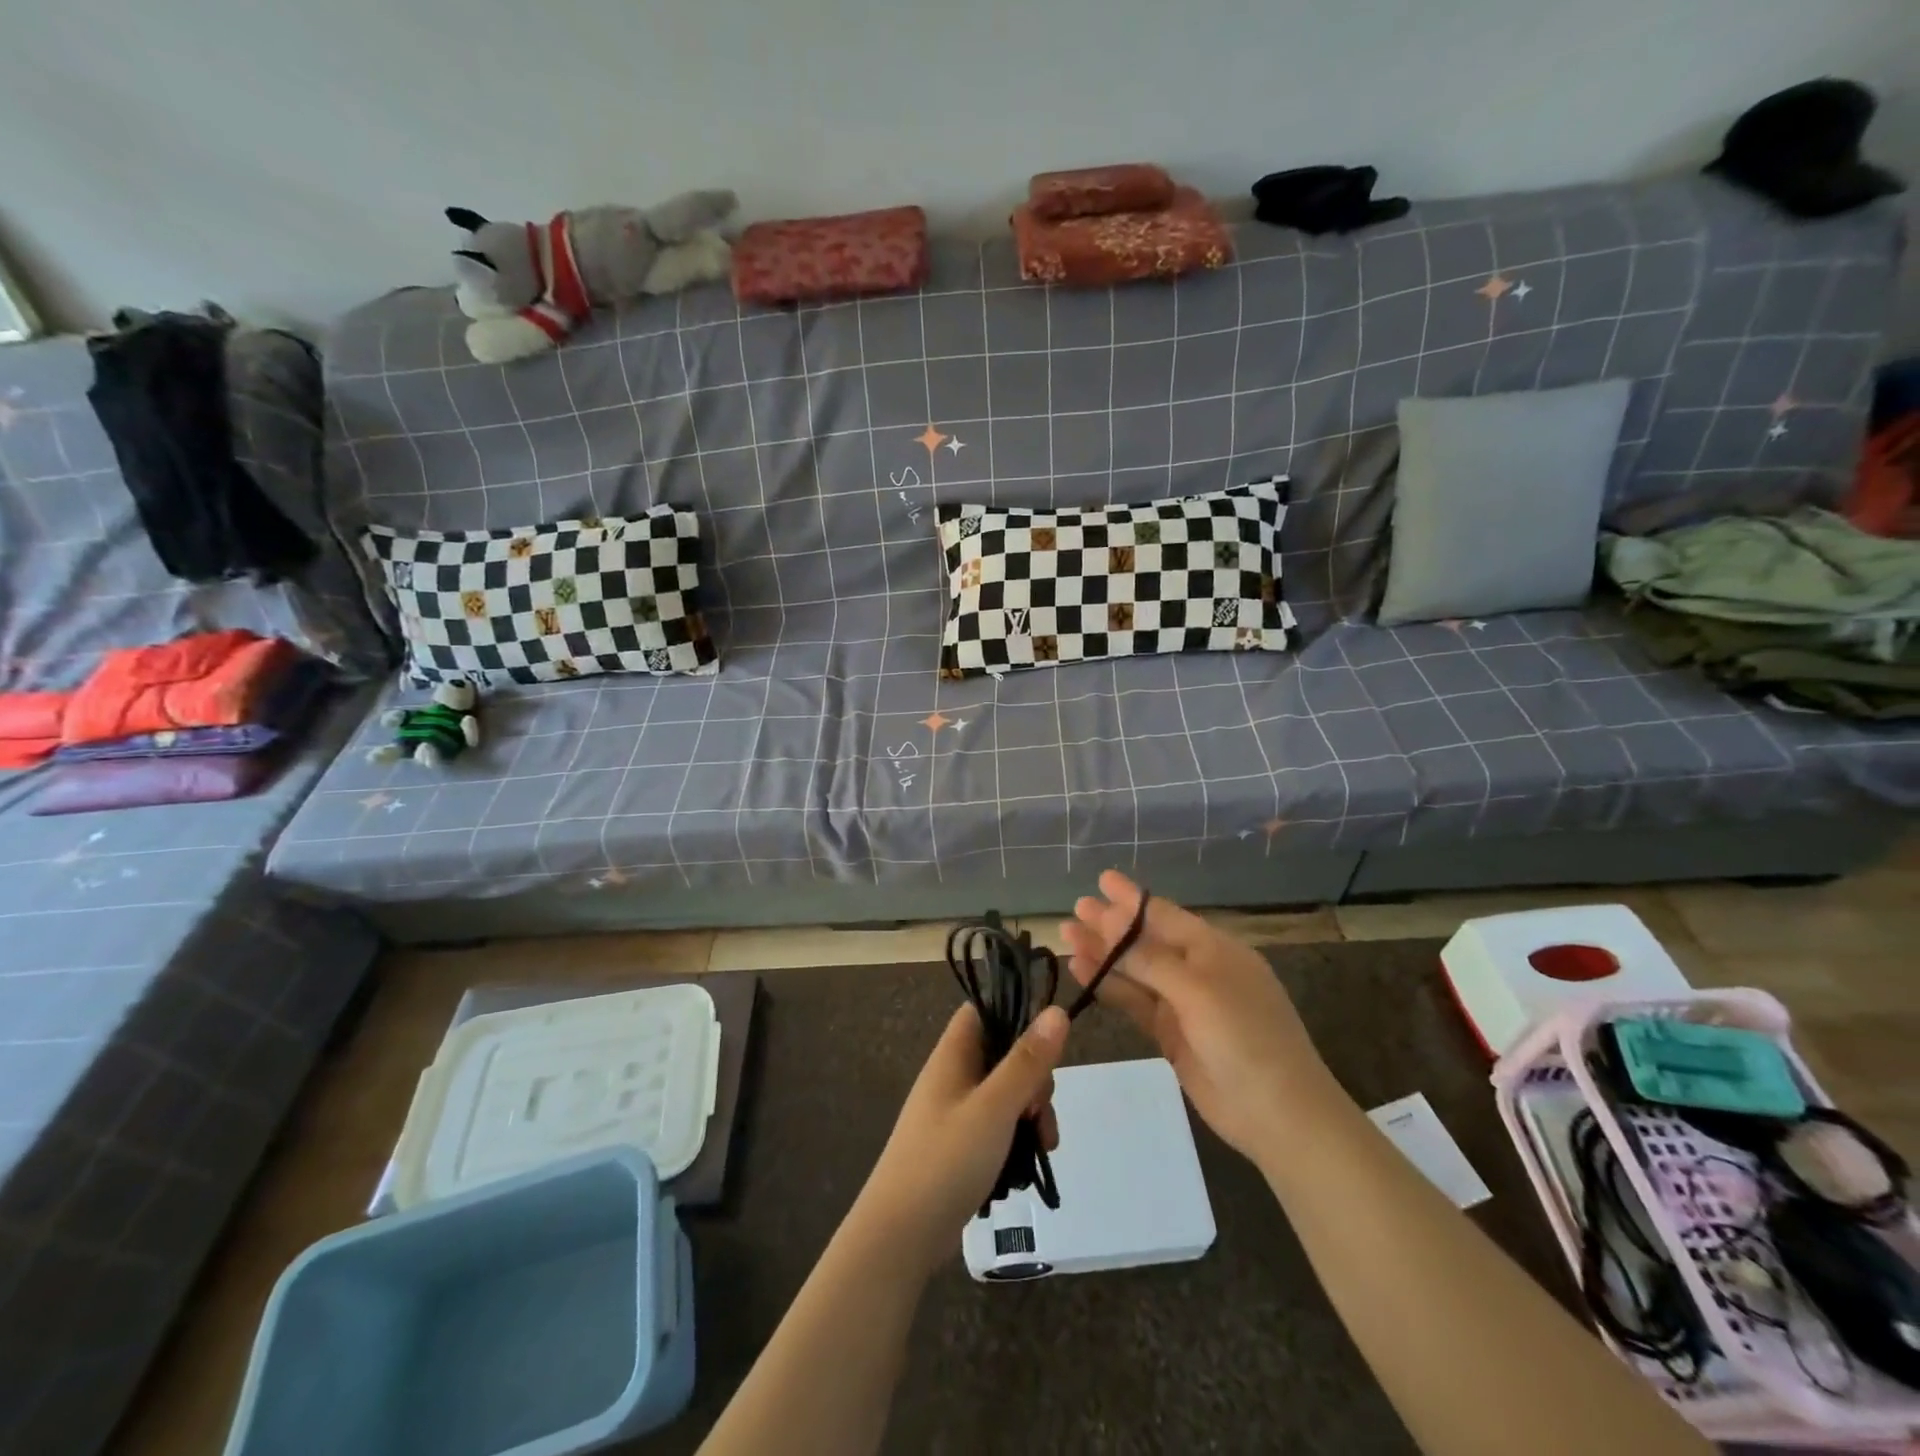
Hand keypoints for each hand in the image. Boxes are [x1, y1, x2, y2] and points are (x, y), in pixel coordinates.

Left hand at [852, 1003, 1068, 1277]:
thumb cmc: (946, 1159)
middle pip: (1003, 1055)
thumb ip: (1027, 1061)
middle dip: (1033, 1080)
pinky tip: (1027, 1166)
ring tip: (1042, 1146)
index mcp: (953, 1055)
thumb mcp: (995, 1107)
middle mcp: (953, 1076)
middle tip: (1039, 1113)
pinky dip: (1016, 1139)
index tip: (1044, 1048)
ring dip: (1030, 1114)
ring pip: (1005, 1094)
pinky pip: (997, 1126)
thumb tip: (1057, 1011)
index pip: (983, 1011)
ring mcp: (955, 1112)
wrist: (900, 1234)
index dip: (1014, 1017)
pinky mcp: (960, 1145)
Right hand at [1060, 870, 1337, 1165]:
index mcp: (1214, 949)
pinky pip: (1134, 1001)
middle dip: (1111, 924)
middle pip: (1146, 940)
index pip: (1164, 915)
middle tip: (1076, 907)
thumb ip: (1150, 959)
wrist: (1277, 1114)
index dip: (1132, 898)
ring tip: (1067, 935)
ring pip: (1135, 971)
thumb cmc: (1244, 1037)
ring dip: (1103, 954)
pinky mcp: (1170, 1034)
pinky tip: (1081, 972)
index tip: (1102, 879)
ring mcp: (1183, 1003)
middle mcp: (1197, 970)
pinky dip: (1108, 986)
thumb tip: (1111, 923)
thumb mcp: (1197, 989)